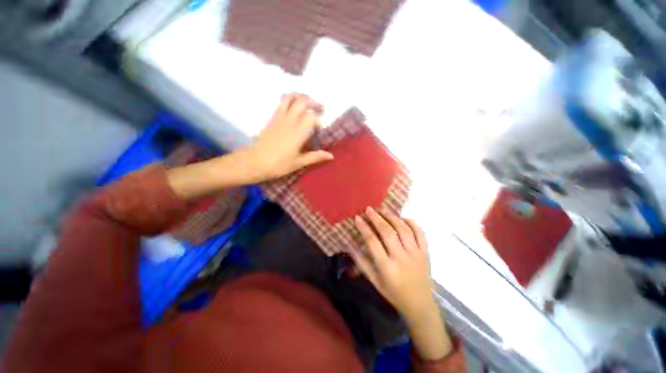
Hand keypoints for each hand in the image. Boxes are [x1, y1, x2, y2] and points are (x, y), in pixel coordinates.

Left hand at [243, 93, 333, 182]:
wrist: (254, 162)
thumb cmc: (278, 165)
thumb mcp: (298, 163)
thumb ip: (315, 157)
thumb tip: (331, 156)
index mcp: (298, 133)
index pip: (312, 117)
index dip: (319, 121)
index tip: (319, 131)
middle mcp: (290, 121)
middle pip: (303, 102)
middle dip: (314, 103)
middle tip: (321, 109)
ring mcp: (279, 117)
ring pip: (291, 97)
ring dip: (302, 96)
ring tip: (308, 102)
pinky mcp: (272, 117)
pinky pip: (282, 102)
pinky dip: (291, 99)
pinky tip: (295, 106)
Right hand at [351, 207, 434, 321]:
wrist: (420, 305)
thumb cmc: (394, 294)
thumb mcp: (374, 282)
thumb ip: (362, 263)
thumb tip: (351, 246)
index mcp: (387, 267)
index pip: (373, 242)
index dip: (364, 228)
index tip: (357, 218)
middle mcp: (401, 258)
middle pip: (388, 232)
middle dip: (376, 218)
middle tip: (369, 209)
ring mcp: (415, 254)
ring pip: (403, 229)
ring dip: (391, 217)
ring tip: (382, 210)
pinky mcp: (425, 252)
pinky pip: (420, 233)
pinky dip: (411, 223)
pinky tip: (402, 218)